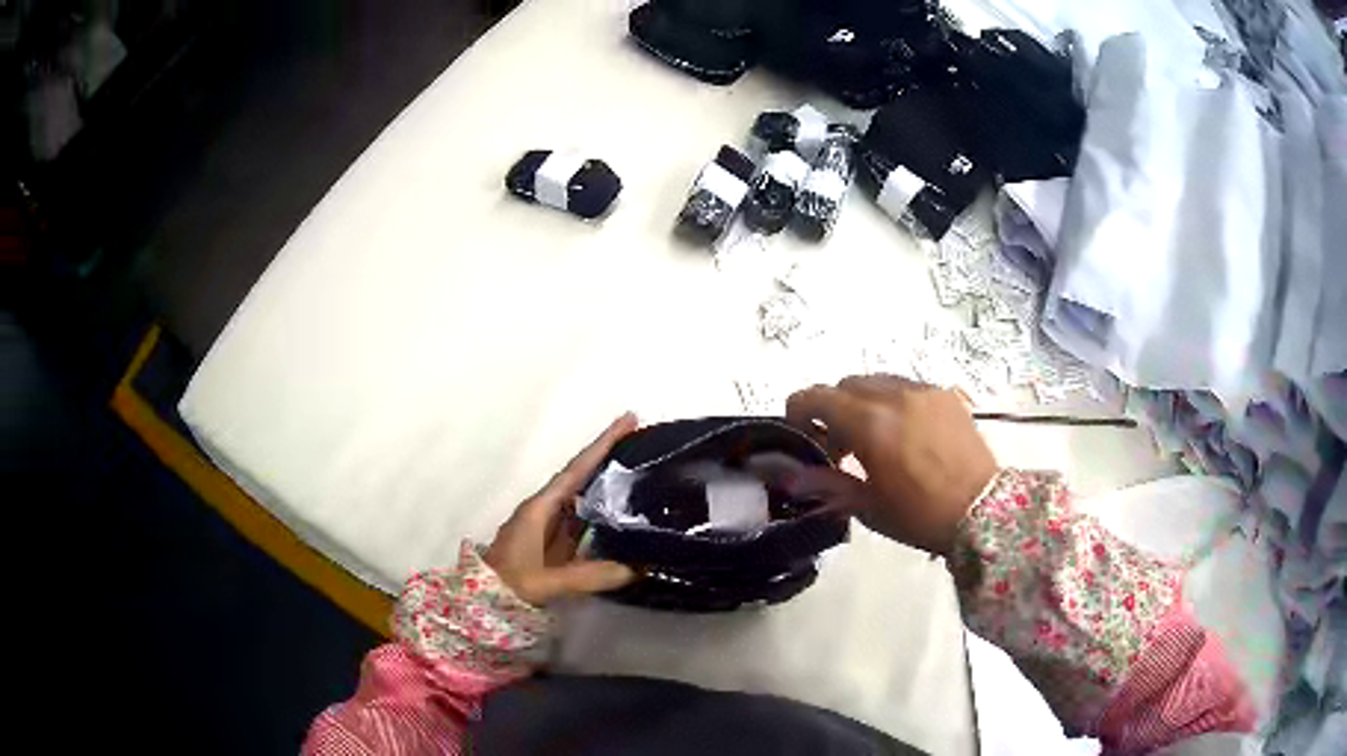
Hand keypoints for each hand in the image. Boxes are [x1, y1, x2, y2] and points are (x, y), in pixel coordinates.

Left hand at [484, 413, 639, 605]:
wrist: (482, 605)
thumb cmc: (507, 585)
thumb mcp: (544, 582)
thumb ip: (587, 576)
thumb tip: (635, 568)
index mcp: (539, 509)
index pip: (576, 470)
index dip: (602, 445)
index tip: (628, 420)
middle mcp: (545, 512)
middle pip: (582, 478)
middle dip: (609, 459)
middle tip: (643, 441)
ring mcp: (550, 530)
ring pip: (584, 500)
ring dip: (609, 485)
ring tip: (642, 473)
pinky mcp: (555, 548)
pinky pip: (585, 524)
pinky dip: (605, 515)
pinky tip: (624, 518)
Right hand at [784, 376, 997, 555]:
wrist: (983, 512)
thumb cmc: (920, 516)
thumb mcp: (868, 506)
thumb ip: (827, 483)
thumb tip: (792, 477)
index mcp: (870, 424)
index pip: (818, 397)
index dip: (799, 410)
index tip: (800, 432)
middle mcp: (894, 396)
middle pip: (846, 385)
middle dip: (833, 409)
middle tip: (839, 446)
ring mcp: (923, 391)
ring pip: (877, 381)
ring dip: (863, 402)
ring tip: (873, 438)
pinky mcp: (945, 395)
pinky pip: (906, 387)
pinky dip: (892, 401)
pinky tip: (904, 433)